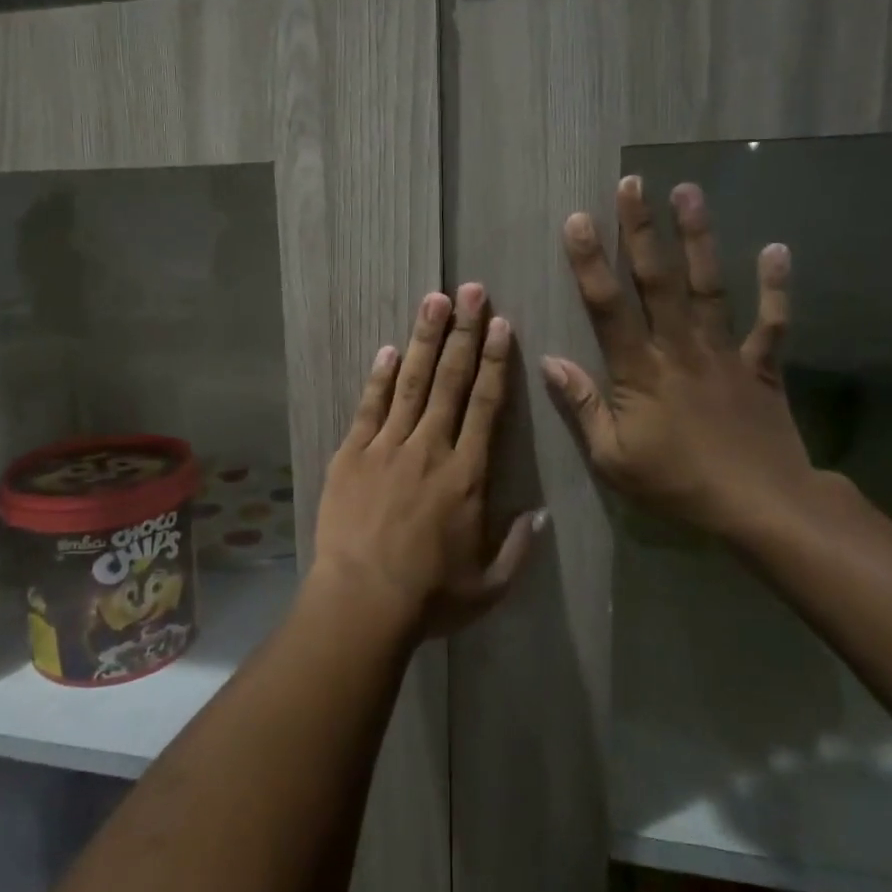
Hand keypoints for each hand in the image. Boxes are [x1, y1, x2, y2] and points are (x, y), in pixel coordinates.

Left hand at [311, 284, 542, 637]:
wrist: (361, 600)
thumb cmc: (429, 597)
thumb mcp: (489, 585)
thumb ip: (518, 547)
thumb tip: (539, 514)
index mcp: (467, 474)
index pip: (486, 405)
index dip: (494, 361)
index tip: (501, 325)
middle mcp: (430, 448)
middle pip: (450, 381)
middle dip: (463, 332)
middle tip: (471, 290)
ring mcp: (387, 447)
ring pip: (411, 383)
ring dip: (425, 340)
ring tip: (434, 301)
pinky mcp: (352, 455)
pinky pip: (369, 407)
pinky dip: (380, 378)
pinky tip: (388, 350)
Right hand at [542, 178, 828, 545]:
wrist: (761, 508)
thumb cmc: (677, 484)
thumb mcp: (613, 457)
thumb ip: (582, 406)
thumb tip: (549, 361)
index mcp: (639, 371)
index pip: (608, 308)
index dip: (590, 262)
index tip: (579, 220)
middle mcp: (680, 349)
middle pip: (658, 281)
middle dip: (641, 230)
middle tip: (633, 184)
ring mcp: (725, 353)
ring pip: (709, 287)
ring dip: (698, 239)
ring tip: (688, 192)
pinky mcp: (761, 367)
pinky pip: (771, 323)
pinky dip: (777, 288)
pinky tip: (776, 248)